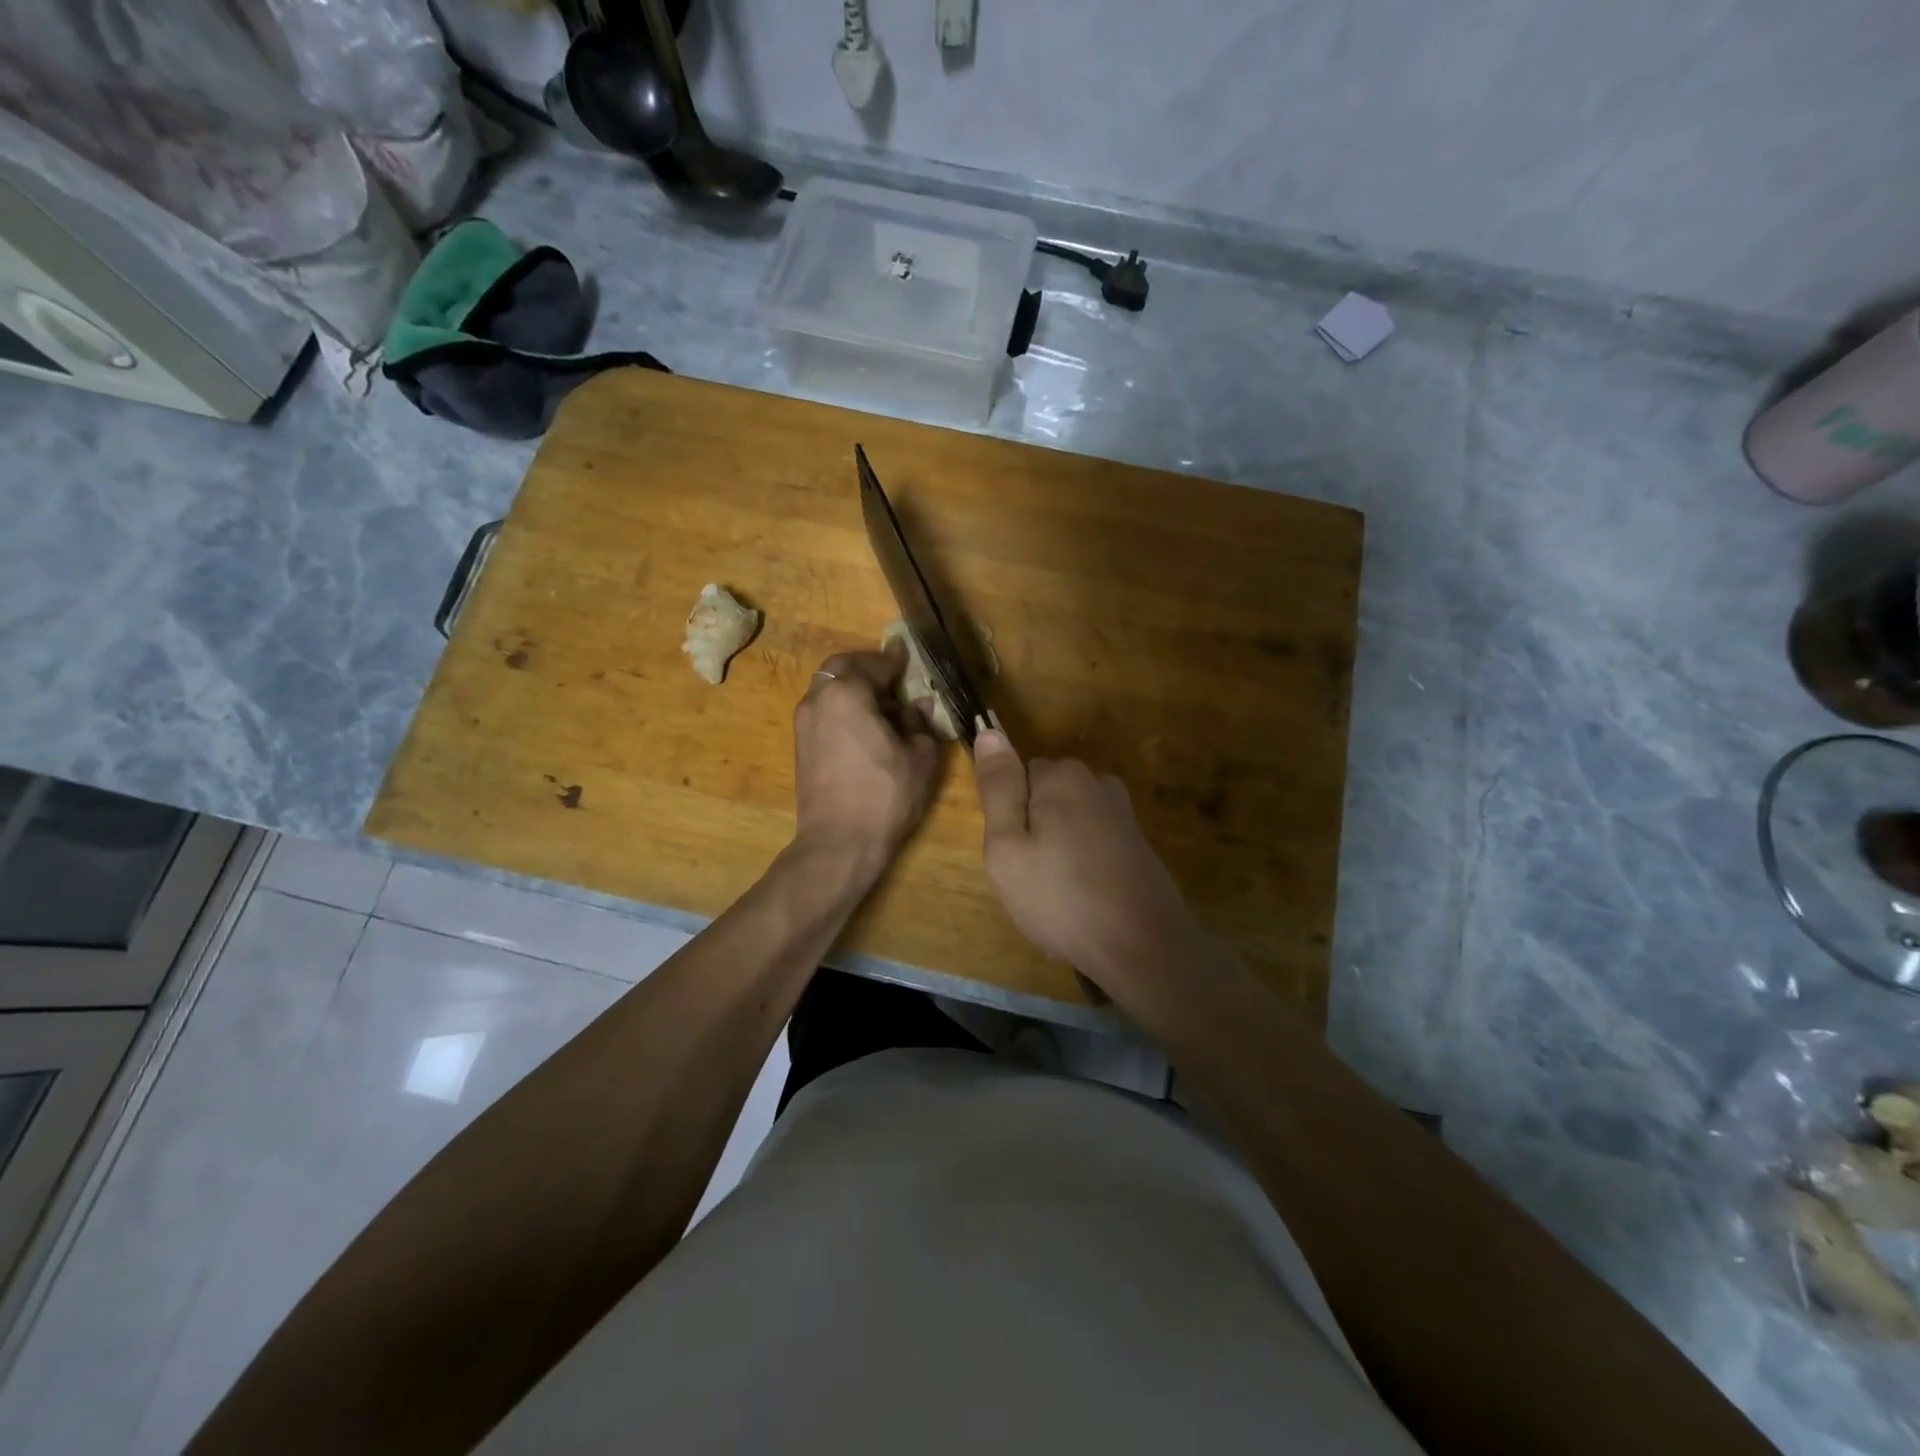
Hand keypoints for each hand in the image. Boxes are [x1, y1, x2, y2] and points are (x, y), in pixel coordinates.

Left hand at [791, 643, 941, 878]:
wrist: (839, 843)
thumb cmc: (885, 794)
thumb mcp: (919, 756)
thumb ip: (919, 723)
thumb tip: (917, 705)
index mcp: (847, 693)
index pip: (874, 664)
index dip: (894, 660)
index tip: (906, 654)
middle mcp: (818, 699)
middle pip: (841, 668)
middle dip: (867, 668)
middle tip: (893, 678)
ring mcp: (804, 723)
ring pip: (829, 689)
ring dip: (853, 689)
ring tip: (882, 706)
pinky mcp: (801, 746)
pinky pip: (824, 711)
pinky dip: (843, 708)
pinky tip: (865, 728)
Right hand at [971, 731, 1203, 995]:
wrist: (1142, 946)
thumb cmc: (1061, 897)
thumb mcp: (1007, 846)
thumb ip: (998, 788)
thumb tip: (989, 730)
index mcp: (1062, 775)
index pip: (1016, 776)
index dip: (1008, 817)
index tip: (1012, 855)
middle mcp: (1096, 782)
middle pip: (1044, 797)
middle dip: (1033, 832)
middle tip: (1030, 879)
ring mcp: (1121, 812)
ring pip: (1067, 822)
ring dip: (1058, 851)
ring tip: (1057, 896)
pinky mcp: (1136, 841)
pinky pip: (1092, 843)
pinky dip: (1083, 866)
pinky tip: (1083, 902)